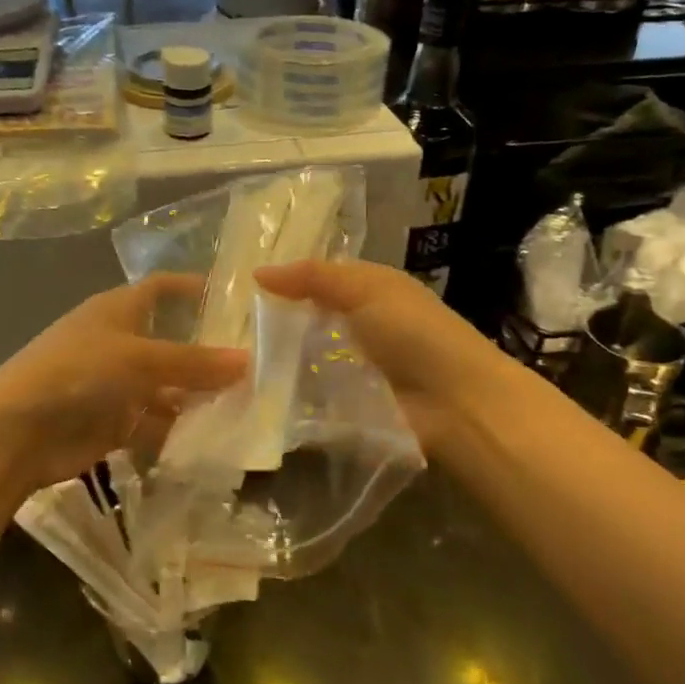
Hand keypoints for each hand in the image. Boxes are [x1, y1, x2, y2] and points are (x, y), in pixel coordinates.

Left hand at [0, 274, 248, 493]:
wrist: (17, 433)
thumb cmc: (77, 374)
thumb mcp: (139, 359)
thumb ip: (194, 363)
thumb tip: (248, 361)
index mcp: (118, 311)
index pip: (162, 289)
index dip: (195, 289)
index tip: (239, 299)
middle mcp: (120, 344)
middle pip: (173, 344)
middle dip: (210, 355)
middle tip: (262, 365)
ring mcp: (117, 386)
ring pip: (169, 389)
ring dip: (201, 399)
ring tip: (252, 407)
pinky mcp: (115, 424)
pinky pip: (158, 425)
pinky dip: (182, 433)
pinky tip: (219, 441)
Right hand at [253, 259, 504, 449]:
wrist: (457, 405)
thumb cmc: (415, 335)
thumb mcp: (367, 290)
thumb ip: (314, 278)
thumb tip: (258, 273)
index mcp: (371, 293)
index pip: (319, 284)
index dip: (286, 285)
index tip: (242, 292)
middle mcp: (362, 330)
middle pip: (308, 325)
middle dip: (274, 328)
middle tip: (227, 335)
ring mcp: (354, 372)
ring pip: (304, 362)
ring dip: (276, 365)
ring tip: (231, 368)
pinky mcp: (349, 410)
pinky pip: (310, 399)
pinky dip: (287, 398)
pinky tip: (257, 397)